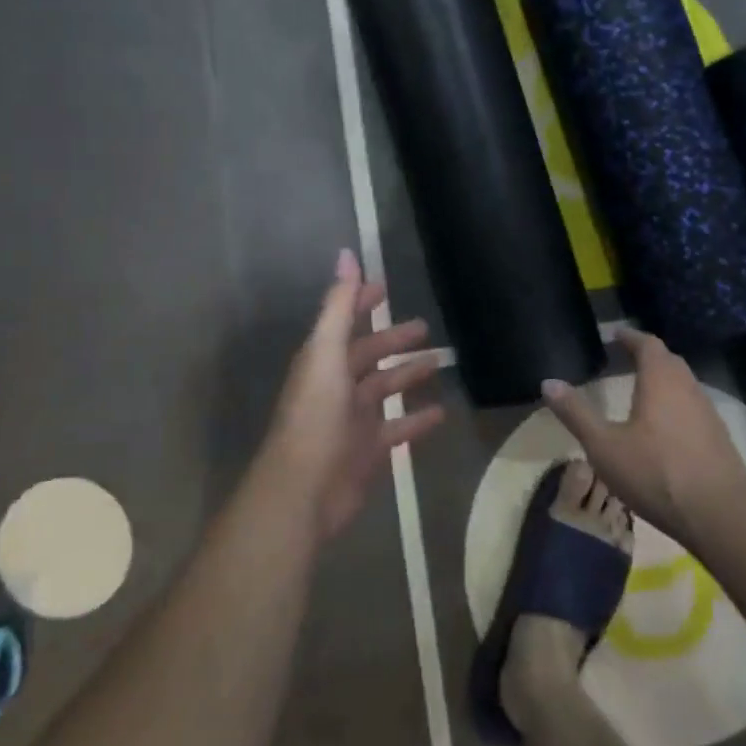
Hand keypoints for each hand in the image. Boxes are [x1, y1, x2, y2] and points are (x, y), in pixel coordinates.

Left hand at [266, 250, 444, 540]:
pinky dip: (417, 420)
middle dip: (393, 340)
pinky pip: (398, 429)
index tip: (385, 287)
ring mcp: (353, 419)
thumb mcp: (326, 354)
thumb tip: (346, 254)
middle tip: (424, 328)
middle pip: (368, 355)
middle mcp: (336, 385)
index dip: (361, 302)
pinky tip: (441, 413)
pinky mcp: (368, 450)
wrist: (303, 491)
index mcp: (323, 360)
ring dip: (408, 375)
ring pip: (385, 389)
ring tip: (439, 363)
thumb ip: (338, 306)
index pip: (344, 321)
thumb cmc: (315, 416)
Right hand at [541, 328, 745, 549]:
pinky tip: (663, 427)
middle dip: (647, 355)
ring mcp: (707, 413)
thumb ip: (576, 413)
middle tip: (624, 358)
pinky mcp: (718, 438)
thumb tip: (548, 382)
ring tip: (640, 390)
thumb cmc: (656, 473)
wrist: (721, 516)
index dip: (630, 336)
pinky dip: (675, 404)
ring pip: (683, 384)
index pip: (647, 343)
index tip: (614, 335)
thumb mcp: (604, 446)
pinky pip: (692, 407)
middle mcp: (688, 388)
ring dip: (663, 380)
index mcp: (660, 380)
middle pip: (668, 360)